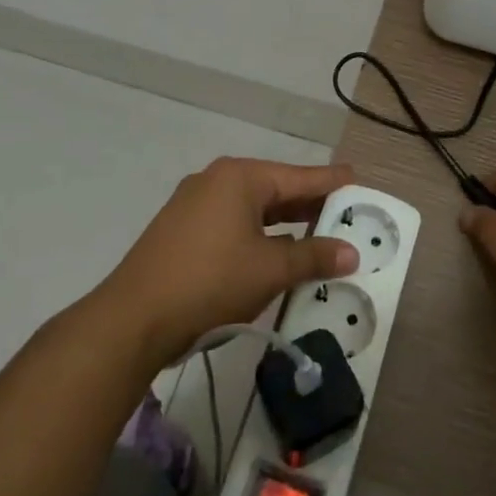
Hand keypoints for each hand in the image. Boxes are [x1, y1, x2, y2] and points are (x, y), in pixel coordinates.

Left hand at [96, 157, 358, 365]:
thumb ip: (313, 256)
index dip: (334, 184)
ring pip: (254, 209)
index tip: (362, 184)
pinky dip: (260, 235)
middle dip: (311, 206)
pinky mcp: (182, 230)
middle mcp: (217, 180)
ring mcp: (195, 204)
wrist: (133, 319)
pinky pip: (233, 223)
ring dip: (286, 224)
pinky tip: (275, 253)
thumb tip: (351, 252)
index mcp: (241, 177)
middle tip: (347, 216)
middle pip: (277, 189)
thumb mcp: (270, 270)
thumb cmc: (210, 282)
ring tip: (319, 236)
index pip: (301, 177)